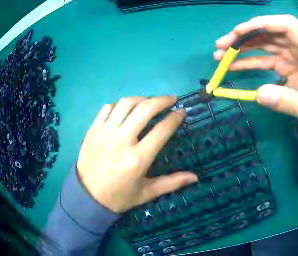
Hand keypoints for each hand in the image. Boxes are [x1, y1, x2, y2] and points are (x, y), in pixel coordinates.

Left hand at [76, 96, 197, 212]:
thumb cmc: (119, 197)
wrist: (88, 196)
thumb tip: (195, 177)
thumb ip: (171, 183)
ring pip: (126, 104)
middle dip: (162, 100)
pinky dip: (119, 105)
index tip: (181, 112)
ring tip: (148, 101)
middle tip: (171, 99)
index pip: (161, 130)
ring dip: (141, 98)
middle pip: (145, 109)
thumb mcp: (146, 193)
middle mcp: (122, 140)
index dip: (174, 118)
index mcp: (137, 159)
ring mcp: (105, 132)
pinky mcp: (94, 129)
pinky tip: (124, 109)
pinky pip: (108, 108)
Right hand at [214, 15, 297, 131]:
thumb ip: (290, 104)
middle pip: (271, 31)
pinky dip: (248, 60)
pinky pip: (264, 58)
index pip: (288, 25)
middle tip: (221, 45)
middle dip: (245, 35)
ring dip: (242, 46)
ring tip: (220, 55)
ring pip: (265, 42)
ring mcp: (294, 55)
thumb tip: (259, 94)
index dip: (263, 23)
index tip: (239, 31)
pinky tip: (232, 66)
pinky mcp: (286, 65)